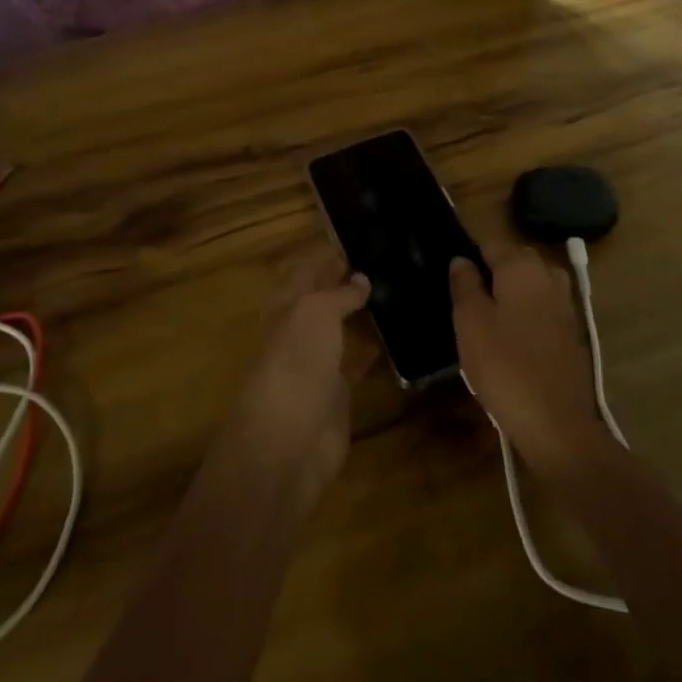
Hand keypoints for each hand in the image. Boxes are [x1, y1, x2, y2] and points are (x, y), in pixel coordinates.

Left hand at [220, 255, 371, 506]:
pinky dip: (372, 350)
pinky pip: (356, 363)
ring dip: (360, 314)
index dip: (327, 256)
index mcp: (286, 308)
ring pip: (341, 330)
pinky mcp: (338, 395)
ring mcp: (318, 365)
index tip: (358, 238)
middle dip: (346, 282)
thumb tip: (360, 278)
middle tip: (384, 260)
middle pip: (324, 301)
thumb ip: (338, 294)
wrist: (288, 444)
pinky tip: (395, 337)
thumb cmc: (296, 366)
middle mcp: (300, 333)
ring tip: (394, 290)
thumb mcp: (315, 314)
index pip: (308, 272)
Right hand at [450, 246, 608, 474]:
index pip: (491, 243)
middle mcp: (548, 276)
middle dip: (492, 271)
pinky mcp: (572, 332)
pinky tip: (510, 338)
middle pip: (515, 260)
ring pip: (531, 284)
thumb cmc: (504, 366)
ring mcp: (565, 304)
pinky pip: (542, 308)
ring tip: (486, 318)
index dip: (469, 255)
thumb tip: (462, 260)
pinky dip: (526, 313)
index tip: (452, 275)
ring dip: (510, 293)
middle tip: (465, 298)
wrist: (556, 423)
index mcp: (522, 267)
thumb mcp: (470, 323)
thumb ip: (465, 285)